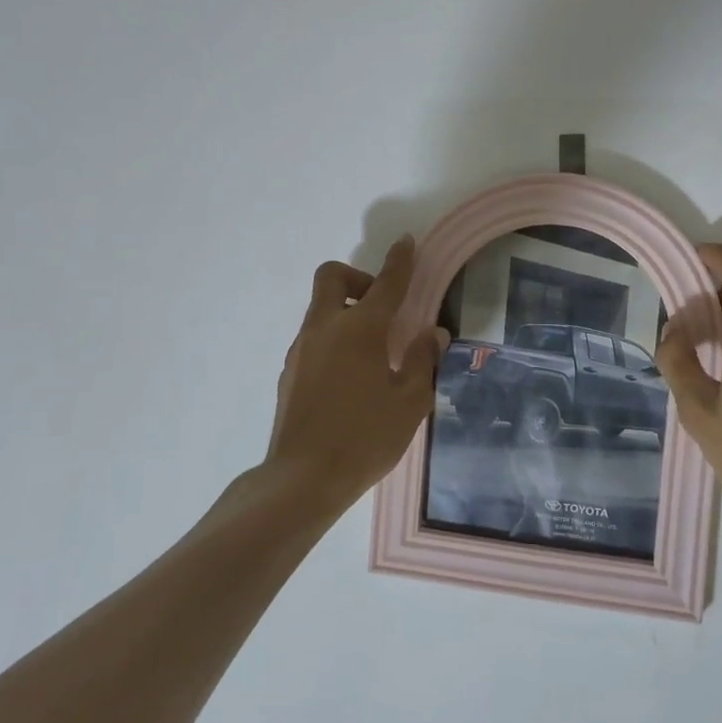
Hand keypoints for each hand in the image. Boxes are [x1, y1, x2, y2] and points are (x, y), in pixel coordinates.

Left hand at [265, 236, 447, 508]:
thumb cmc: (365, 439)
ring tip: (373, 352)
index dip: (399, 261)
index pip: (385, 284)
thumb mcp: (410, 402)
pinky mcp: (289, 372)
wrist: (303, 479)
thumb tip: (432, 334)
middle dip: (358, 278)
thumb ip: (422, 361)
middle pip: (332, 277)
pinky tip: (350, 377)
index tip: (406, 242)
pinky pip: (314, 337)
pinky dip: (333, 338)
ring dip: (346, 311)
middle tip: (381, 307)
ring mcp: (301, 349)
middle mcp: (325, 328)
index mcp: (360, 330)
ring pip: (320, 309)